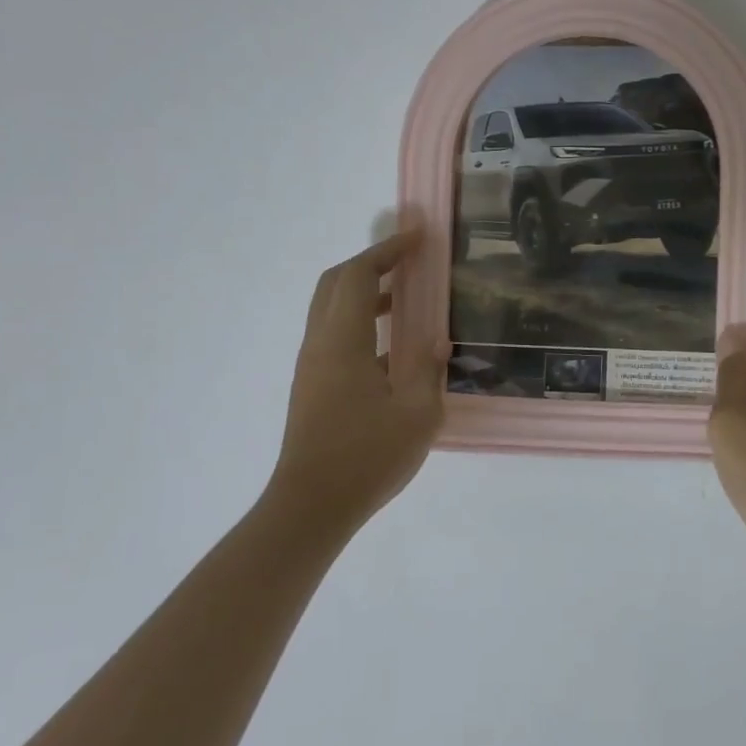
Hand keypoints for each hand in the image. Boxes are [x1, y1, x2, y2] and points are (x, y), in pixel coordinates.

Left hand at [268, 231, 444, 526]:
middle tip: (408, 262)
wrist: (310, 507)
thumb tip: (435, 342)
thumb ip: (428, 370)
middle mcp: (320, 344)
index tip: (418, 239)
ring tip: (406, 300)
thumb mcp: (417, 415)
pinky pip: (333, 335)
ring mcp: (311, 366)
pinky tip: (391, 348)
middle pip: (336, 283)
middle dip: (371, 264)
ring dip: (365, 294)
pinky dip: (360, 322)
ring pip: (331, 309)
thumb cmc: (366, 457)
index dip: (387, 251)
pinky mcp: (311, 387)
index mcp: (343, 341)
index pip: (359, 276)